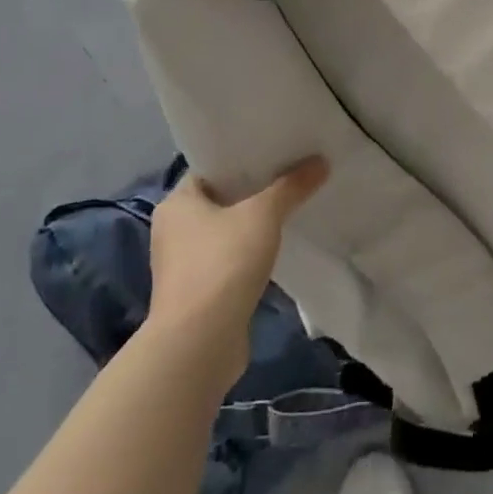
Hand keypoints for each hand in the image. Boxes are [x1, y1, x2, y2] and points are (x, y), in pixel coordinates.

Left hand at [146, 157, 327, 395]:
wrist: (200, 342)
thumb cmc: (223, 264)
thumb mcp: (263, 216)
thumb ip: (291, 187)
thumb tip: (320, 161)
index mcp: (177, 203)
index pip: (210, 168)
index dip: (242, 158)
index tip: (275, 151)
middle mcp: (173, 230)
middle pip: (220, 199)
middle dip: (253, 190)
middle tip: (291, 175)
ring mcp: (184, 264)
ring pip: (225, 231)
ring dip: (252, 224)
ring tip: (291, 208)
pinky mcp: (199, 292)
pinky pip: (229, 260)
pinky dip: (250, 253)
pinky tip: (278, 248)